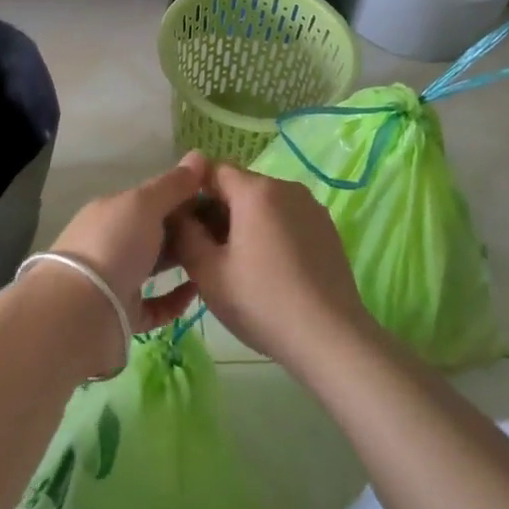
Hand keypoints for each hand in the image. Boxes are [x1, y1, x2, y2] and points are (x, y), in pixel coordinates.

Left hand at [49, 153, 207, 333]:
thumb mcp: (145, 204)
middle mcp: (111, 241)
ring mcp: (116, 278)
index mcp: (112, 211)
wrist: (82, 309)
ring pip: (153, 266)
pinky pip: (155, 305)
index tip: (216, 200)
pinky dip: (175, 298)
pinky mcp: (123, 313)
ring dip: (180, 261)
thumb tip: (199, 155)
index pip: (150, 199)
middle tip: (222, 232)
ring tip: (214, 258)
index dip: (181, 196)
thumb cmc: (114, 244)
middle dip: (184, 230)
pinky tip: (197, 291)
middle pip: (152, 232)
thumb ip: (173, 184)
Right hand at [169, 162, 372, 370]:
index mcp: (255, 190)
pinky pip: (287, 218)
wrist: (331, 338)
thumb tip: (177, 213)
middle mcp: (286, 187)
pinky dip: (271, 233)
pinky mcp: (327, 228)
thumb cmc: (262, 301)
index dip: (193, 193)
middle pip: (240, 186)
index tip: (185, 226)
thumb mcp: (208, 272)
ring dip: (245, 223)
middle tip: (207, 252)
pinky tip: (270, 270)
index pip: (212, 170)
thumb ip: (185, 233)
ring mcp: (311, 207)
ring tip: (239, 265)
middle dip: (219, 211)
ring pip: (264, 204)